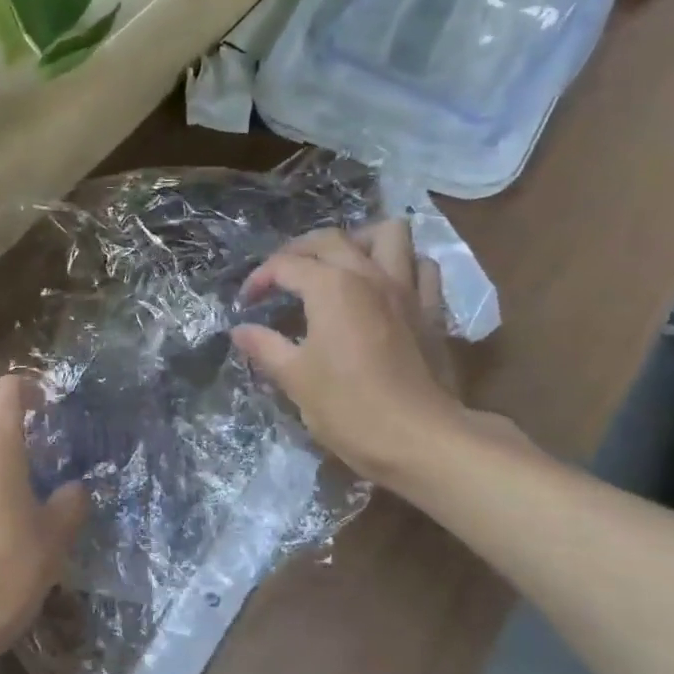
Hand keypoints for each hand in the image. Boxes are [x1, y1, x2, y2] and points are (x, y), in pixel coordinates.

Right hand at [232, 223, 483, 486]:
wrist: (420, 439)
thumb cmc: (348, 408)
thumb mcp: (294, 379)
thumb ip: (265, 347)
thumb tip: (241, 331)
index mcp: (331, 287)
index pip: (285, 265)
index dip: (259, 279)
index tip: (246, 303)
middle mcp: (369, 275)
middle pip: (330, 239)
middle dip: (299, 250)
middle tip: (282, 276)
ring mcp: (407, 289)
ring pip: (389, 234)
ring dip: (361, 241)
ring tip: (341, 265)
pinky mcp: (432, 311)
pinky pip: (422, 268)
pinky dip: (403, 265)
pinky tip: (386, 287)